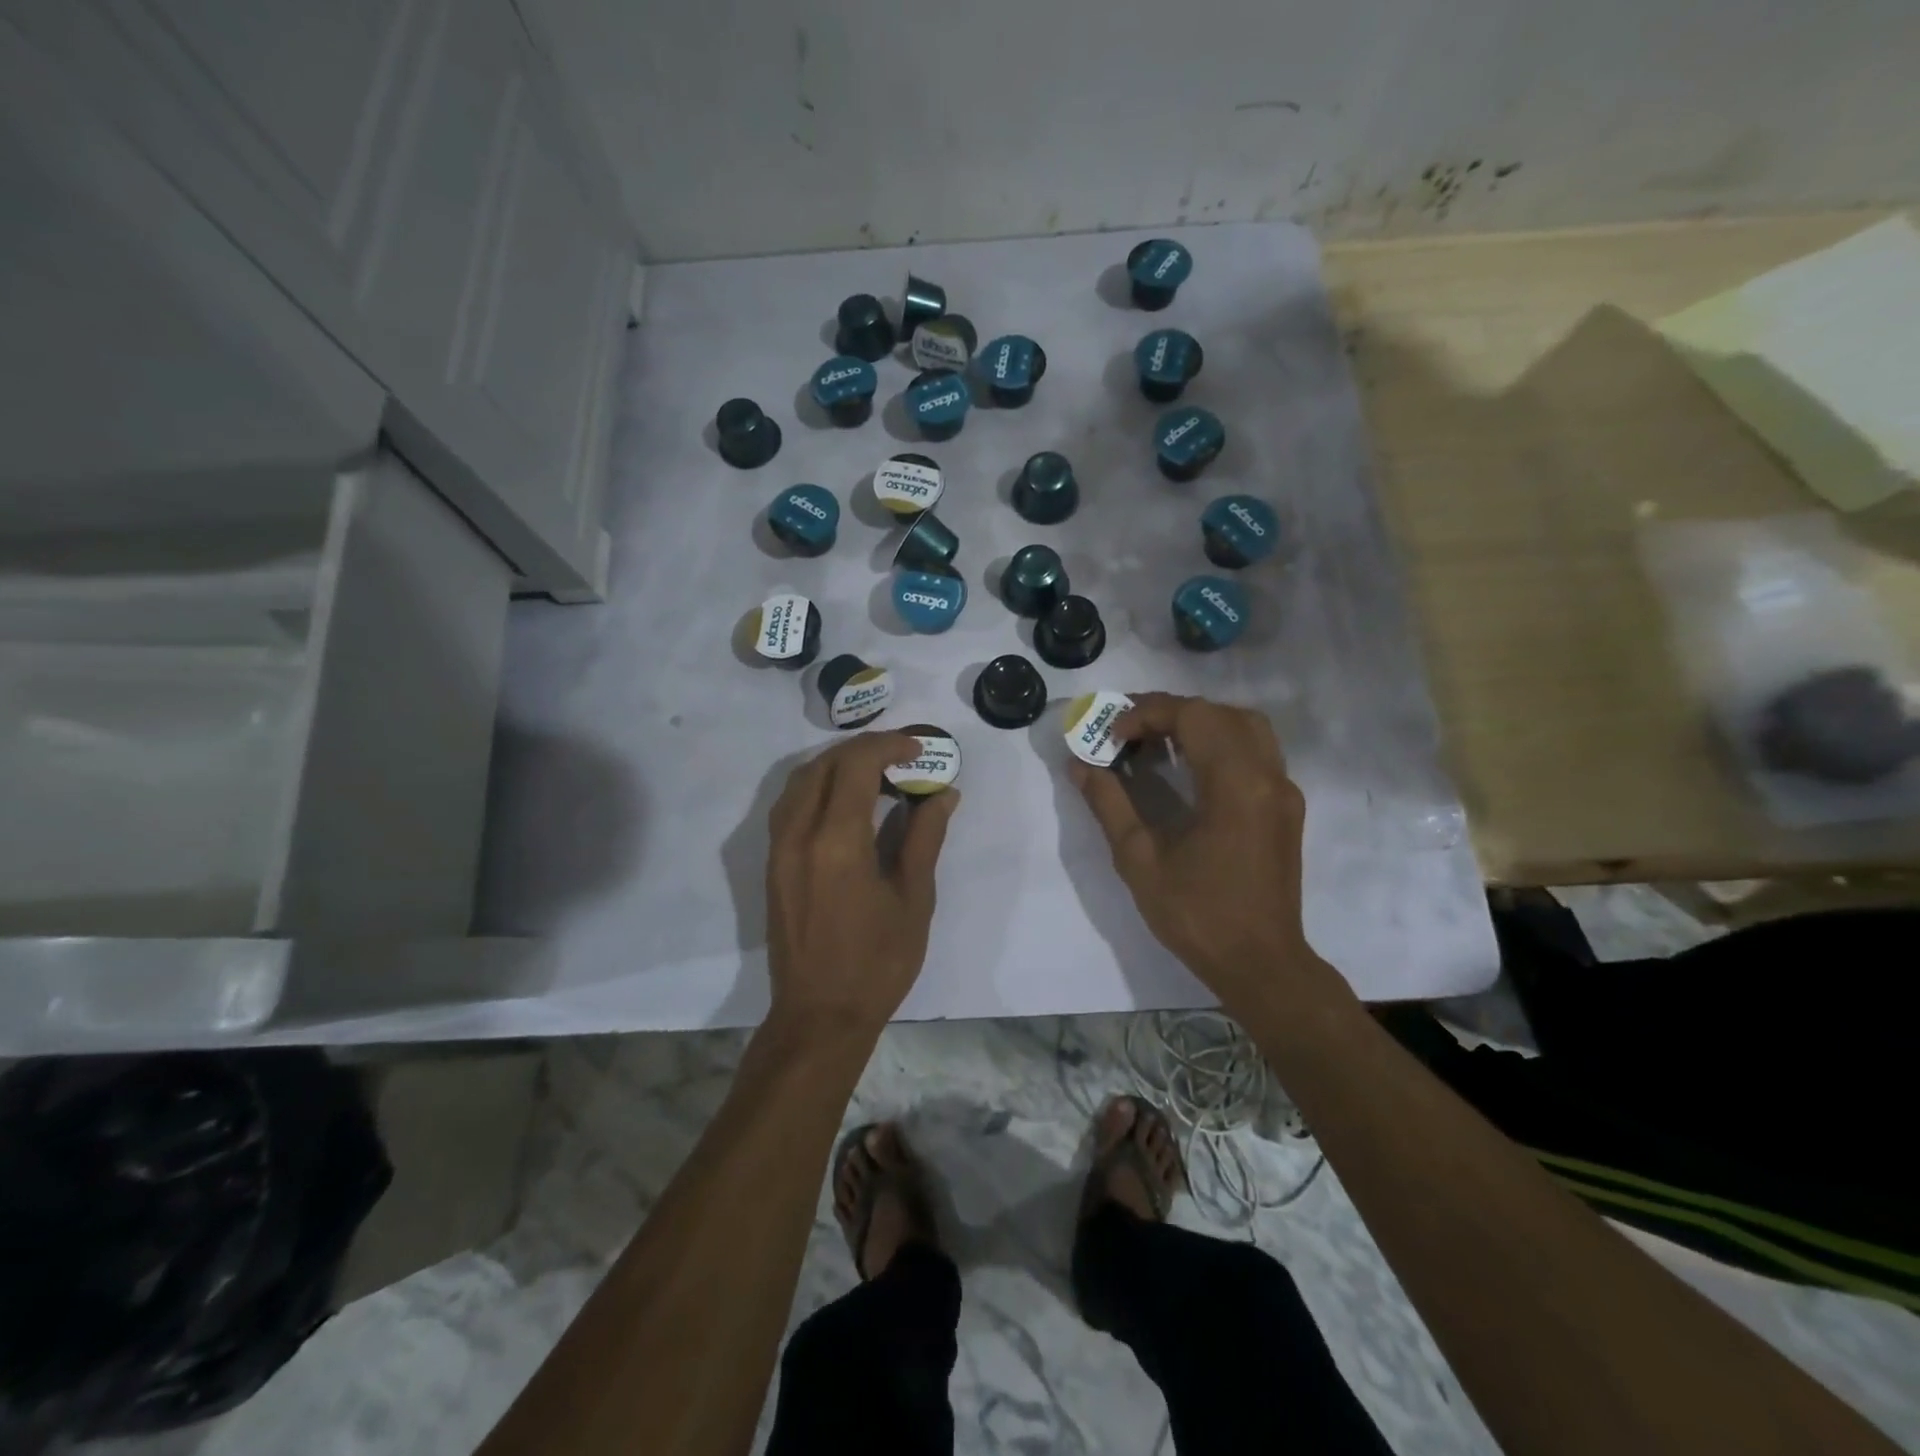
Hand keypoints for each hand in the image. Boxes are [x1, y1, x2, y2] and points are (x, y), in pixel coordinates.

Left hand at [766, 732, 959, 1034]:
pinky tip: (844, 801)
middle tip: (902, 756)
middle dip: (864, 749)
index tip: (920, 749)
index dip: (889, 745)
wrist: (820, 1015)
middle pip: (825, 765)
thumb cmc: (877, 962)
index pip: (857, 765)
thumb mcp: (914, 899)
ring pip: (801, 781)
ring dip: (837, 764)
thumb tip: (943, 794)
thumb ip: (925, 838)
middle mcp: (799, 834)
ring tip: (875, 772)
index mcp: (837, 841)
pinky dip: (817, 787)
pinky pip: (790, 805)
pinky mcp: (773, 864)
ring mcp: (779, 849)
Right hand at [1069, 693, 1314, 1003]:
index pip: (1193, 715)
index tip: (1112, 736)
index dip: (1147, 714)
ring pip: (1244, 726)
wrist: (1260, 963)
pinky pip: (1255, 752)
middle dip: (1169, 712)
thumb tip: (1079, 764)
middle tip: (1128, 732)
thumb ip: (1108, 803)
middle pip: (1220, 713)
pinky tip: (1188, 769)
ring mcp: (1283, 790)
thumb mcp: (1139, 860)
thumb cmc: (1196, 915)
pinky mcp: (1286, 807)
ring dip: (1199, 722)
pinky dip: (1220, 742)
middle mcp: (1267, 776)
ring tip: (1157, 744)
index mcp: (1235, 785)